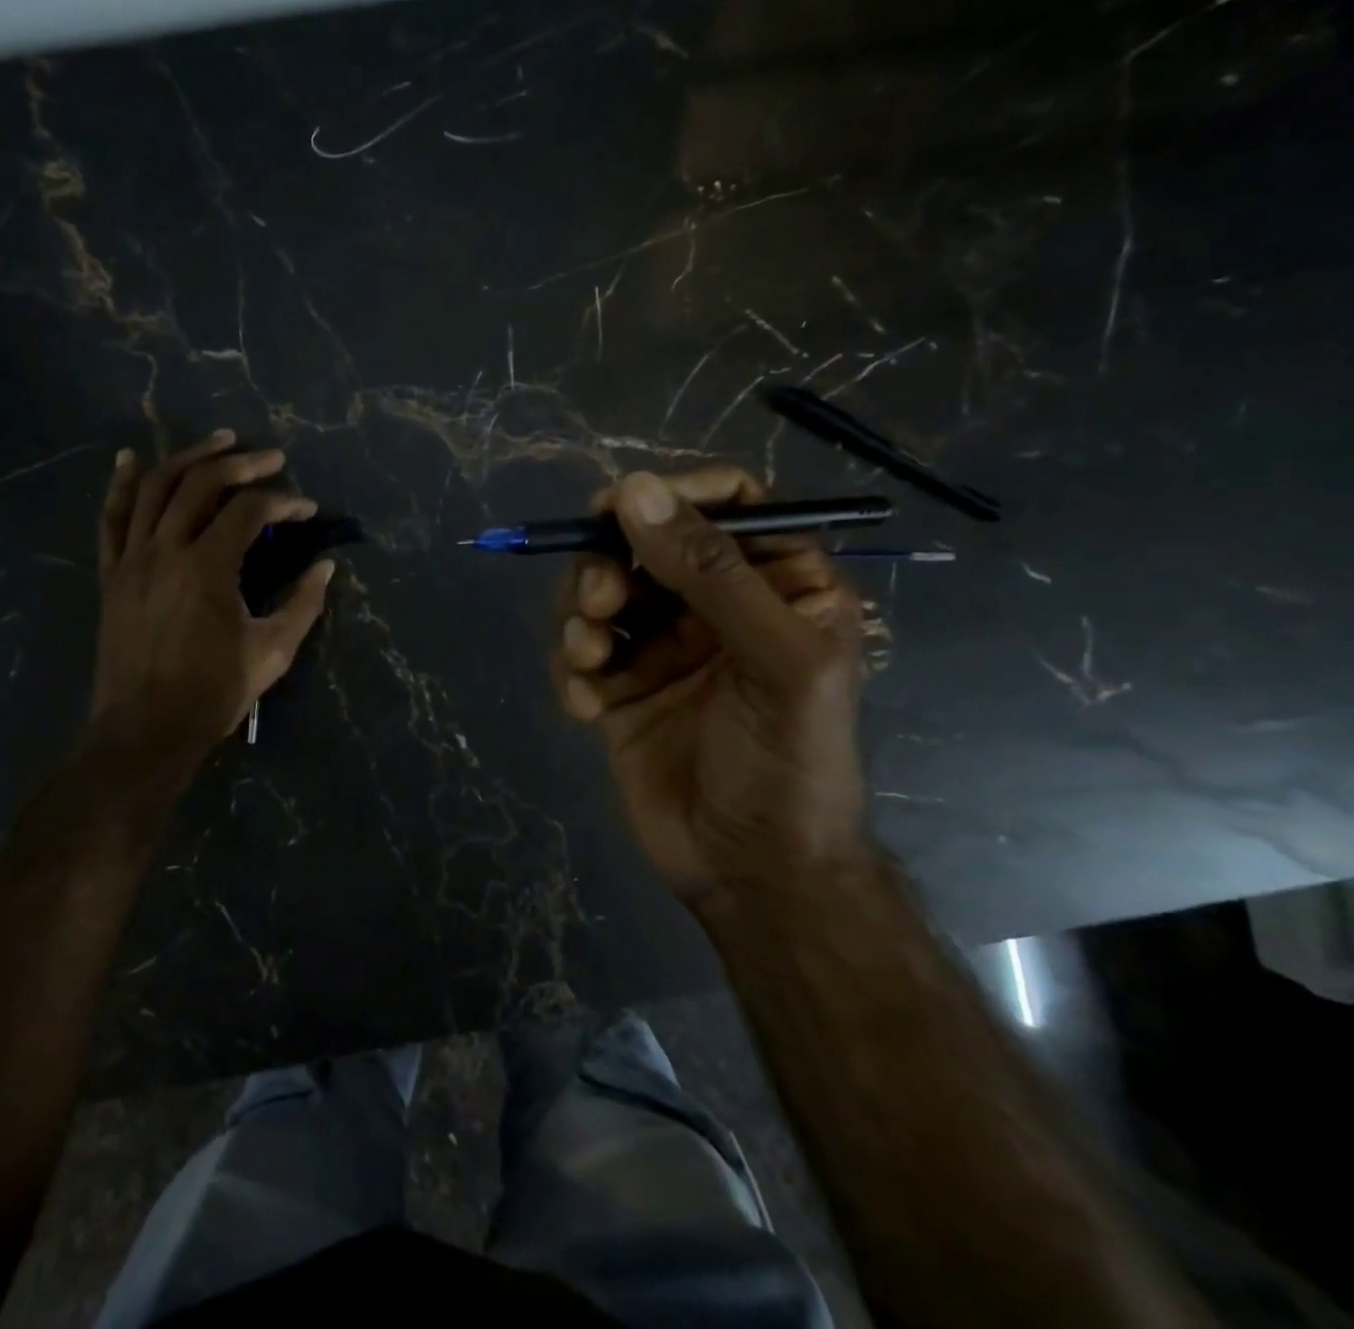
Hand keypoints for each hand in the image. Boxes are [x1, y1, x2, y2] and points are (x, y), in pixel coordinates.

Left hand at [88, 430, 334, 780]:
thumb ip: (303, 604)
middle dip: (241, 464)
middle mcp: (165, 551)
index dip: (283, 501)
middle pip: (201, 484)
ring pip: (154, 487)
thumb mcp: (272, 652)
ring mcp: (131, 559)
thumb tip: (325, 567)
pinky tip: (130, 458)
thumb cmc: (213, 694)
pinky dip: (121, 484)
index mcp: (207, 569)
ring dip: (188, 457)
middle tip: (272, 457)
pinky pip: (110, 518)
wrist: (145, 730)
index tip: (307, 509)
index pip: (249, 511)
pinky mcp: (111, 574)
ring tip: (220, 442)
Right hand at [551, 467, 867, 905]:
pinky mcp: (620, 687)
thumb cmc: (791, 761)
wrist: (752, 872)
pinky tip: (587, 708)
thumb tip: (635, 491)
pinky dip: (573, 670)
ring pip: (601, 592)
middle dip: (609, 563)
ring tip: (589, 658)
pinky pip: (579, 652)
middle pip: (644, 544)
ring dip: (581, 615)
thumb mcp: (777, 660)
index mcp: (776, 583)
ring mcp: (663, 646)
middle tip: (599, 599)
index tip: (617, 509)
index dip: (671, 496)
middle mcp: (716, 604)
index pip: (726, 503)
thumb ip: (711, 572)